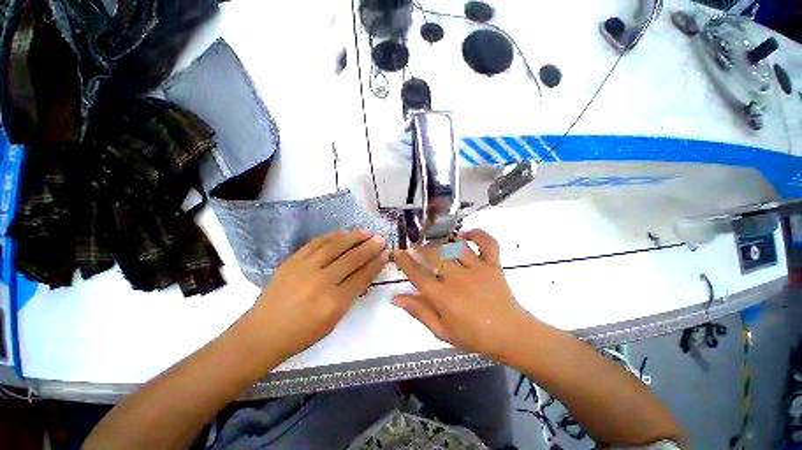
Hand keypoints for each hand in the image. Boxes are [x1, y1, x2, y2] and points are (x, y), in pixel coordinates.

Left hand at [249, 229, 387, 359]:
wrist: (262, 333)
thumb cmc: (301, 334)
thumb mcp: (333, 321)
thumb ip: (349, 296)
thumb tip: (363, 274)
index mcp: (334, 303)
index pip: (362, 277)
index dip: (376, 263)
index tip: (385, 253)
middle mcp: (321, 282)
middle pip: (352, 259)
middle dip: (369, 247)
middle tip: (380, 238)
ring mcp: (305, 269)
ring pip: (335, 246)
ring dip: (353, 237)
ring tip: (365, 231)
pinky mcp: (292, 261)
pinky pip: (316, 243)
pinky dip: (331, 236)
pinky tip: (342, 233)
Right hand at [392, 229, 533, 359]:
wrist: (511, 335)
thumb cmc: (474, 336)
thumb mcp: (442, 331)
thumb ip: (419, 312)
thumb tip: (395, 299)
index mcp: (444, 297)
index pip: (418, 275)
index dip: (405, 262)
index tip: (398, 252)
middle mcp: (458, 279)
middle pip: (435, 255)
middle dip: (422, 249)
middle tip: (417, 248)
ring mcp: (477, 269)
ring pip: (455, 246)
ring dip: (442, 242)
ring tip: (436, 243)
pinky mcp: (493, 265)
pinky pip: (486, 243)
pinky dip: (476, 234)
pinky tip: (464, 234)